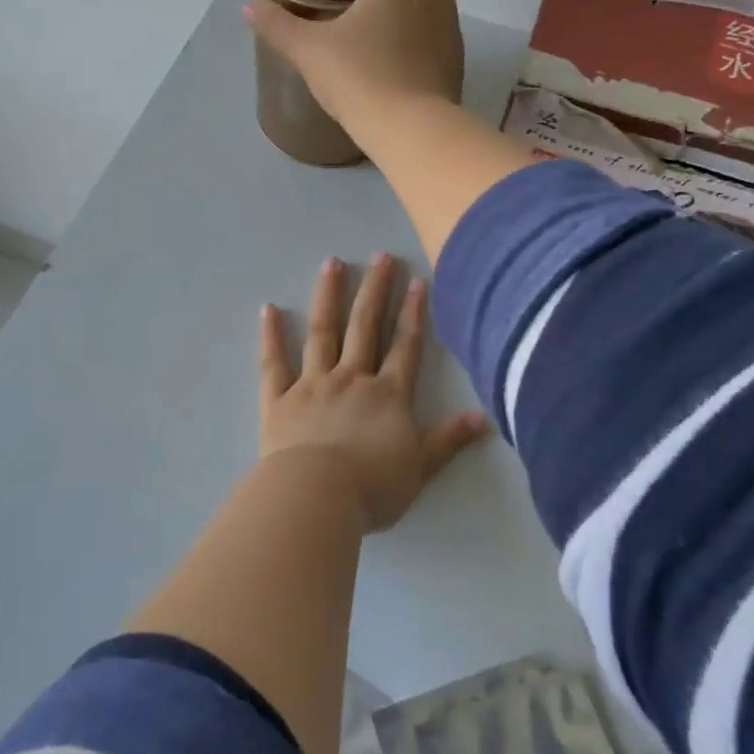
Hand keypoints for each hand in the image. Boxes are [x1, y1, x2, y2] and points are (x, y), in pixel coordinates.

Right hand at [245, 0, 467, 135]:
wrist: (410, 135)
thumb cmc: (362, 78)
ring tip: (377, 5)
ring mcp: (450, 32)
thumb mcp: (311, 52)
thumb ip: (280, 28)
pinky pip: (435, 32)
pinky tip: (387, 50)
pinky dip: (416, 29)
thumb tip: (250, 11)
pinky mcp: (452, 64)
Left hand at [258, 253, 490, 533]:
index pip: (405, 346)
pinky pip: (273, 362)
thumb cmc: (372, 487)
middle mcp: (351, 379)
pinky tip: (269, 309)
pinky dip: (271, 335)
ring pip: (322, 332)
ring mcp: (313, 384)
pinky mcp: (279, 399)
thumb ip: (449, 439)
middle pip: (365, 327)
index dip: (413, 313)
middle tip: (380, 256)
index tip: (416, 280)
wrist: (316, 496)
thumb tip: (485, 417)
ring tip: (332, 263)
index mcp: (387, 395)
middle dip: (375, 290)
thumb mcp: (420, 467)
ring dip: (329, 296)